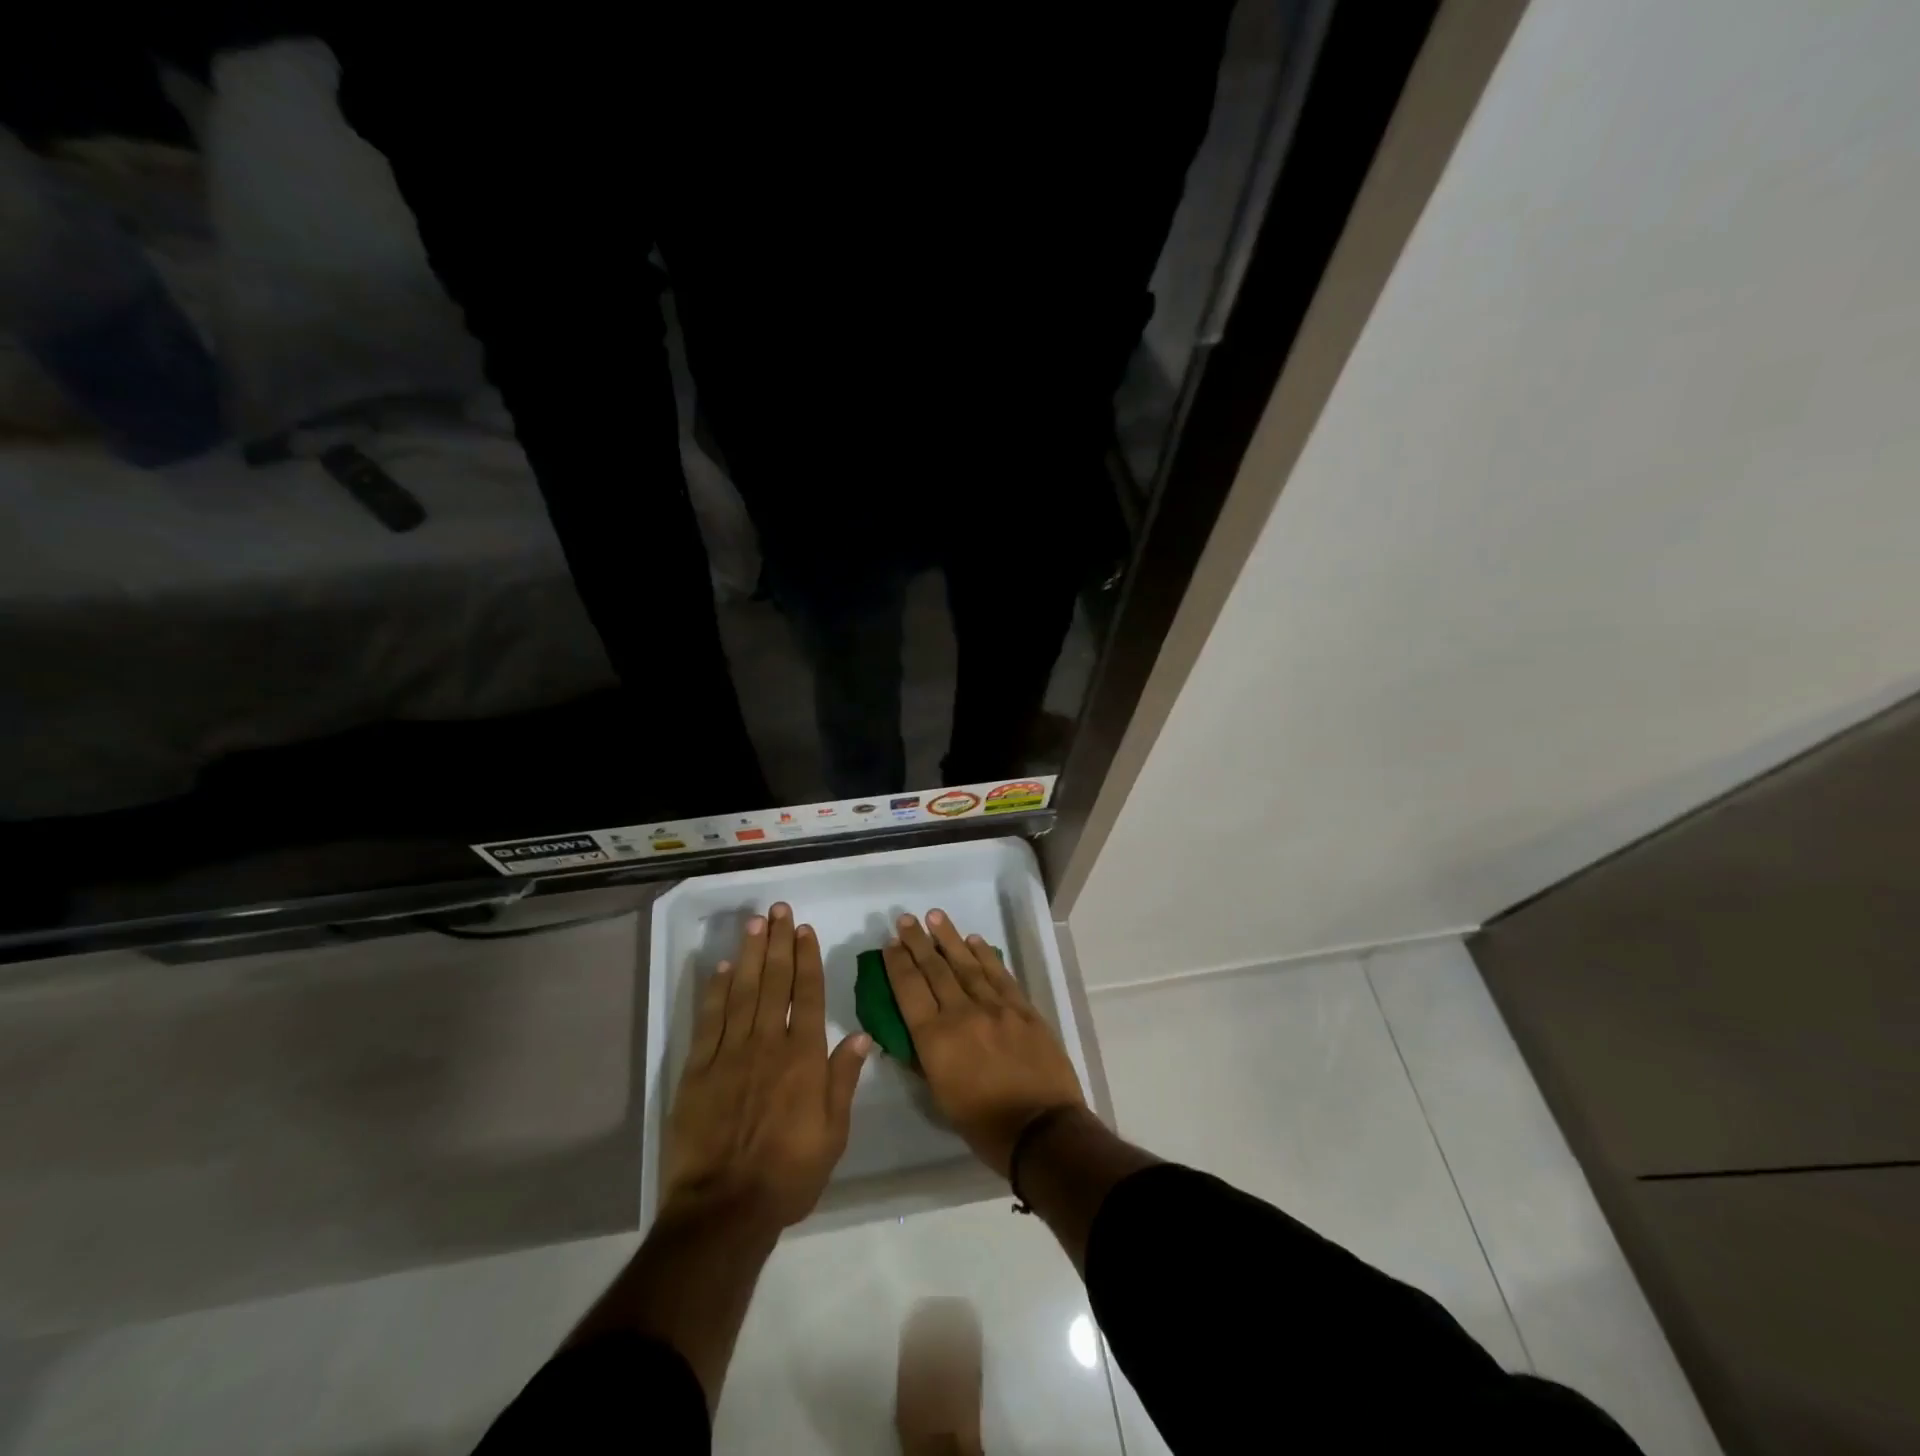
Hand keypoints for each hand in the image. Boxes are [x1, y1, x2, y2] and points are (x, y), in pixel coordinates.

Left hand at [662, 902, 870, 1228]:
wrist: (724, 1209)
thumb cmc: (788, 1174)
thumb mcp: (833, 1134)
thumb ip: (843, 1080)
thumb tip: (862, 1036)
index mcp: (803, 1057)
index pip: (808, 994)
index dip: (806, 959)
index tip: (804, 930)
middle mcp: (768, 1044)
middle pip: (774, 981)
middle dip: (777, 942)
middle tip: (778, 910)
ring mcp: (730, 1053)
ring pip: (742, 991)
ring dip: (748, 954)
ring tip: (754, 924)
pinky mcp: (698, 1069)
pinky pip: (709, 1020)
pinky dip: (715, 991)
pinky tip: (720, 968)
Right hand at [883, 910, 1085, 1177]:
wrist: (1042, 1129)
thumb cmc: (983, 1125)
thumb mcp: (940, 1097)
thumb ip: (924, 1059)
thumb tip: (912, 1033)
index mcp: (935, 1040)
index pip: (909, 990)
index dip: (897, 964)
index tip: (890, 944)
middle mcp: (962, 1014)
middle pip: (935, 969)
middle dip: (917, 942)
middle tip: (904, 920)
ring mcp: (995, 1007)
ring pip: (967, 964)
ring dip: (948, 938)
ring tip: (934, 916)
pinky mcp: (1022, 1008)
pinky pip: (999, 974)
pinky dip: (985, 955)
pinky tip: (974, 940)